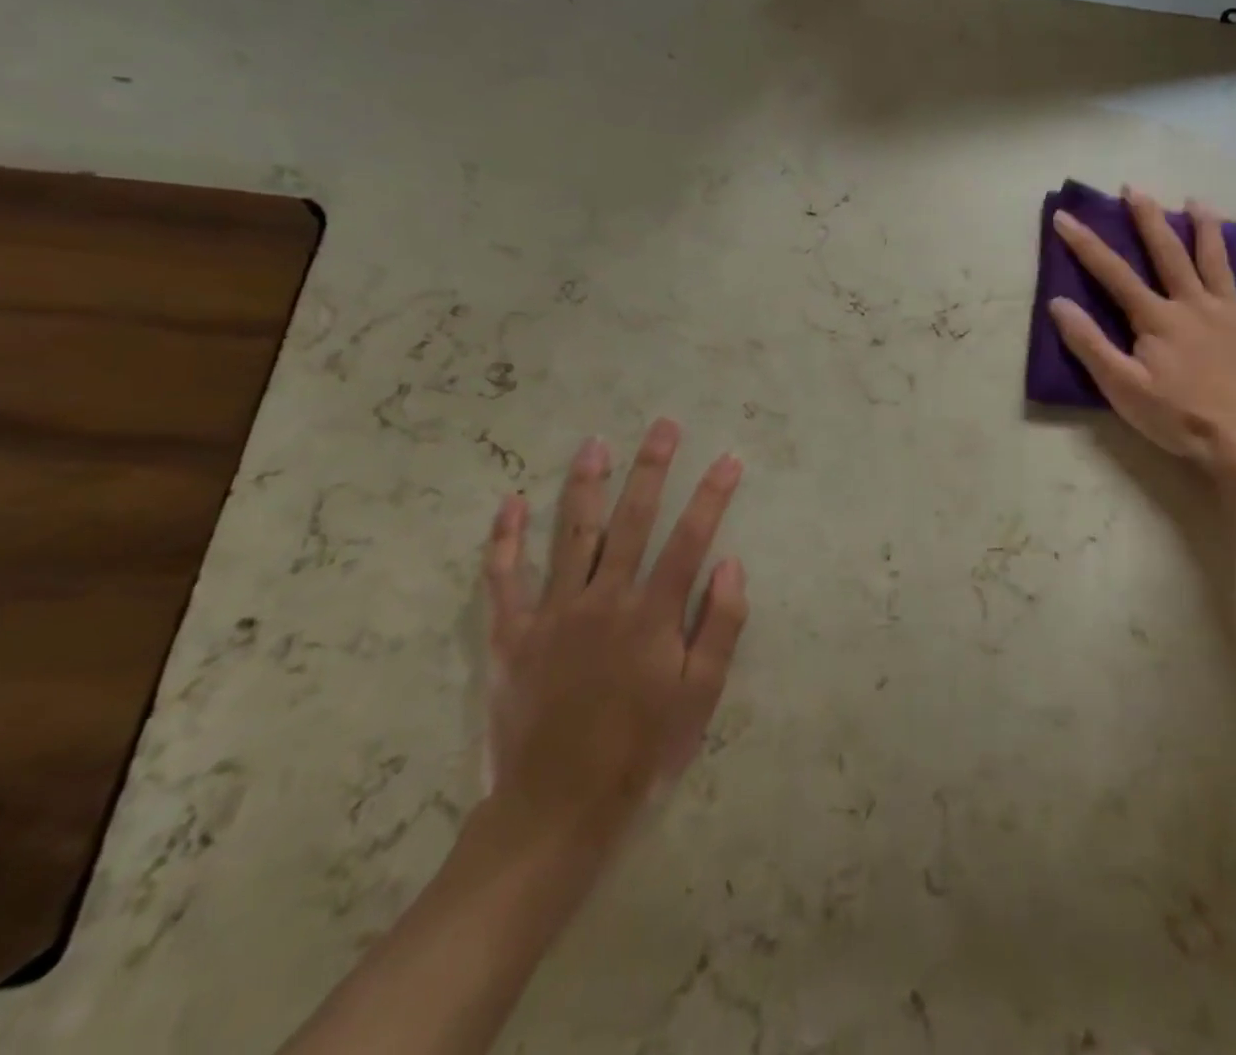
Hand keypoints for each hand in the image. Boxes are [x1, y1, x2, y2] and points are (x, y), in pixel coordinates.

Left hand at [478, 419, 747, 885]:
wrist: (557, 809)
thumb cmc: (641, 752)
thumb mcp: (699, 699)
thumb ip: (720, 628)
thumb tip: (731, 564)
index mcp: (652, 615)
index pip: (690, 539)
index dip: (712, 496)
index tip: (728, 459)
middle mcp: (604, 600)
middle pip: (632, 520)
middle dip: (652, 468)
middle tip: (663, 426)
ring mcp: (552, 613)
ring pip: (572, 534)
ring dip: (585, 485)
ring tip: (595, 443)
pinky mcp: (511, 635)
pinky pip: (503, 579)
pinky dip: (505, 540)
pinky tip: (510, 503)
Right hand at [1049, 189, 1235, 476]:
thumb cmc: (1177, 417)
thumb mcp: (1121, 386)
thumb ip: (1089, 343)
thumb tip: (1059, 303)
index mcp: (1157, 318)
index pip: (1113, 273)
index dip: (1086, 244)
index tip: (1064, 216)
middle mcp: (1194, 304)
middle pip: (1169, 253)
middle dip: (1148, 219)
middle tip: (1134, 188)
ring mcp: (1233, 314)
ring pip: (1218, 261)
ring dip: (1207, 228)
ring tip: (1198, 201)